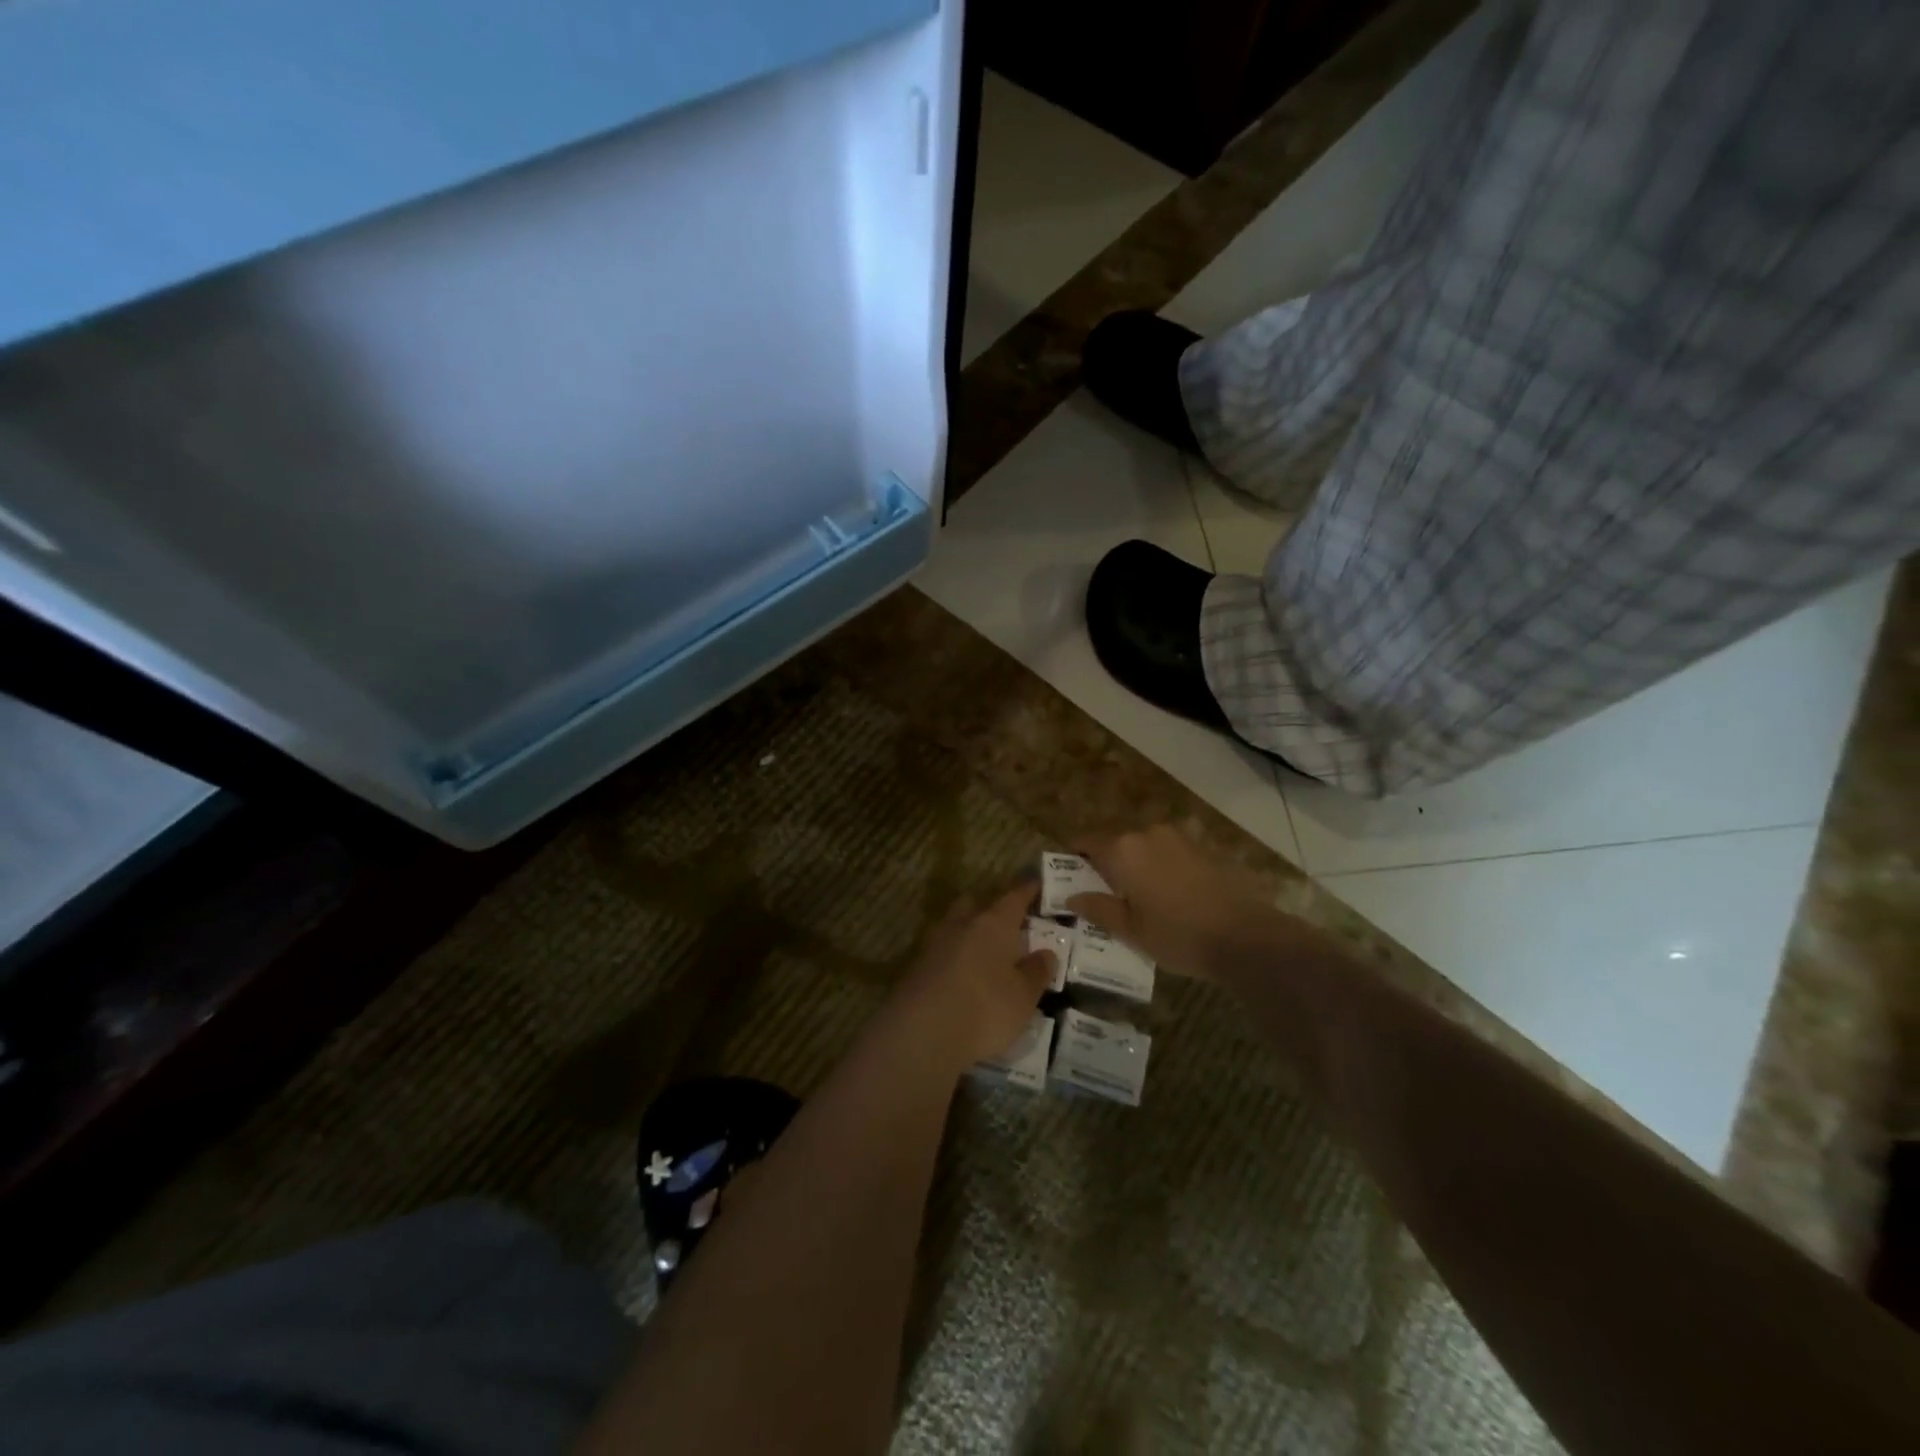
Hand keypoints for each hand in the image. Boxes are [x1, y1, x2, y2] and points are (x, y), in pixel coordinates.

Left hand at [884, 884, 1057, 1069]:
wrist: (921, 1033)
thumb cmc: (984, 1008)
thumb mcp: (1023, 996)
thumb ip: (1036, 972)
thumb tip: (1046, 953)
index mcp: (993, 923)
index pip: (1014, 897)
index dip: (1027, 890)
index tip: (1037, 884)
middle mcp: (961, 924)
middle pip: (976, 903)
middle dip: (991, 906)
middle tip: (1008, 920)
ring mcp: (934, 944)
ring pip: (955, 925)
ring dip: (970, 931)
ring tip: (986, 949)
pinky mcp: (916, 967)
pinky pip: (942, 951)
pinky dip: (955, 956)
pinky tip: (963, 974)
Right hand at [1067, 826, 1289, 983]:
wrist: (1245, 936)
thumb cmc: (1177, 935)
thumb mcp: (1130, 929)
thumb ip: (1097, 908)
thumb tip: (1071, 897)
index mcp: (1122, 850)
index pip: (1086, 842)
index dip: (1073, 857)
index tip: (1068, 876)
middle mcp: (1147, 834)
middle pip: (1115, 844)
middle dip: (1106, 865)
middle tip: (1103, 895)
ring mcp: (1177, 838)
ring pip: (1142, 848)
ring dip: (1135, 867)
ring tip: (1137, 899)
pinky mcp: (1200, 849)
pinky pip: (1167, 854)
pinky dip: (1158, 869)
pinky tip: (1166, 897)